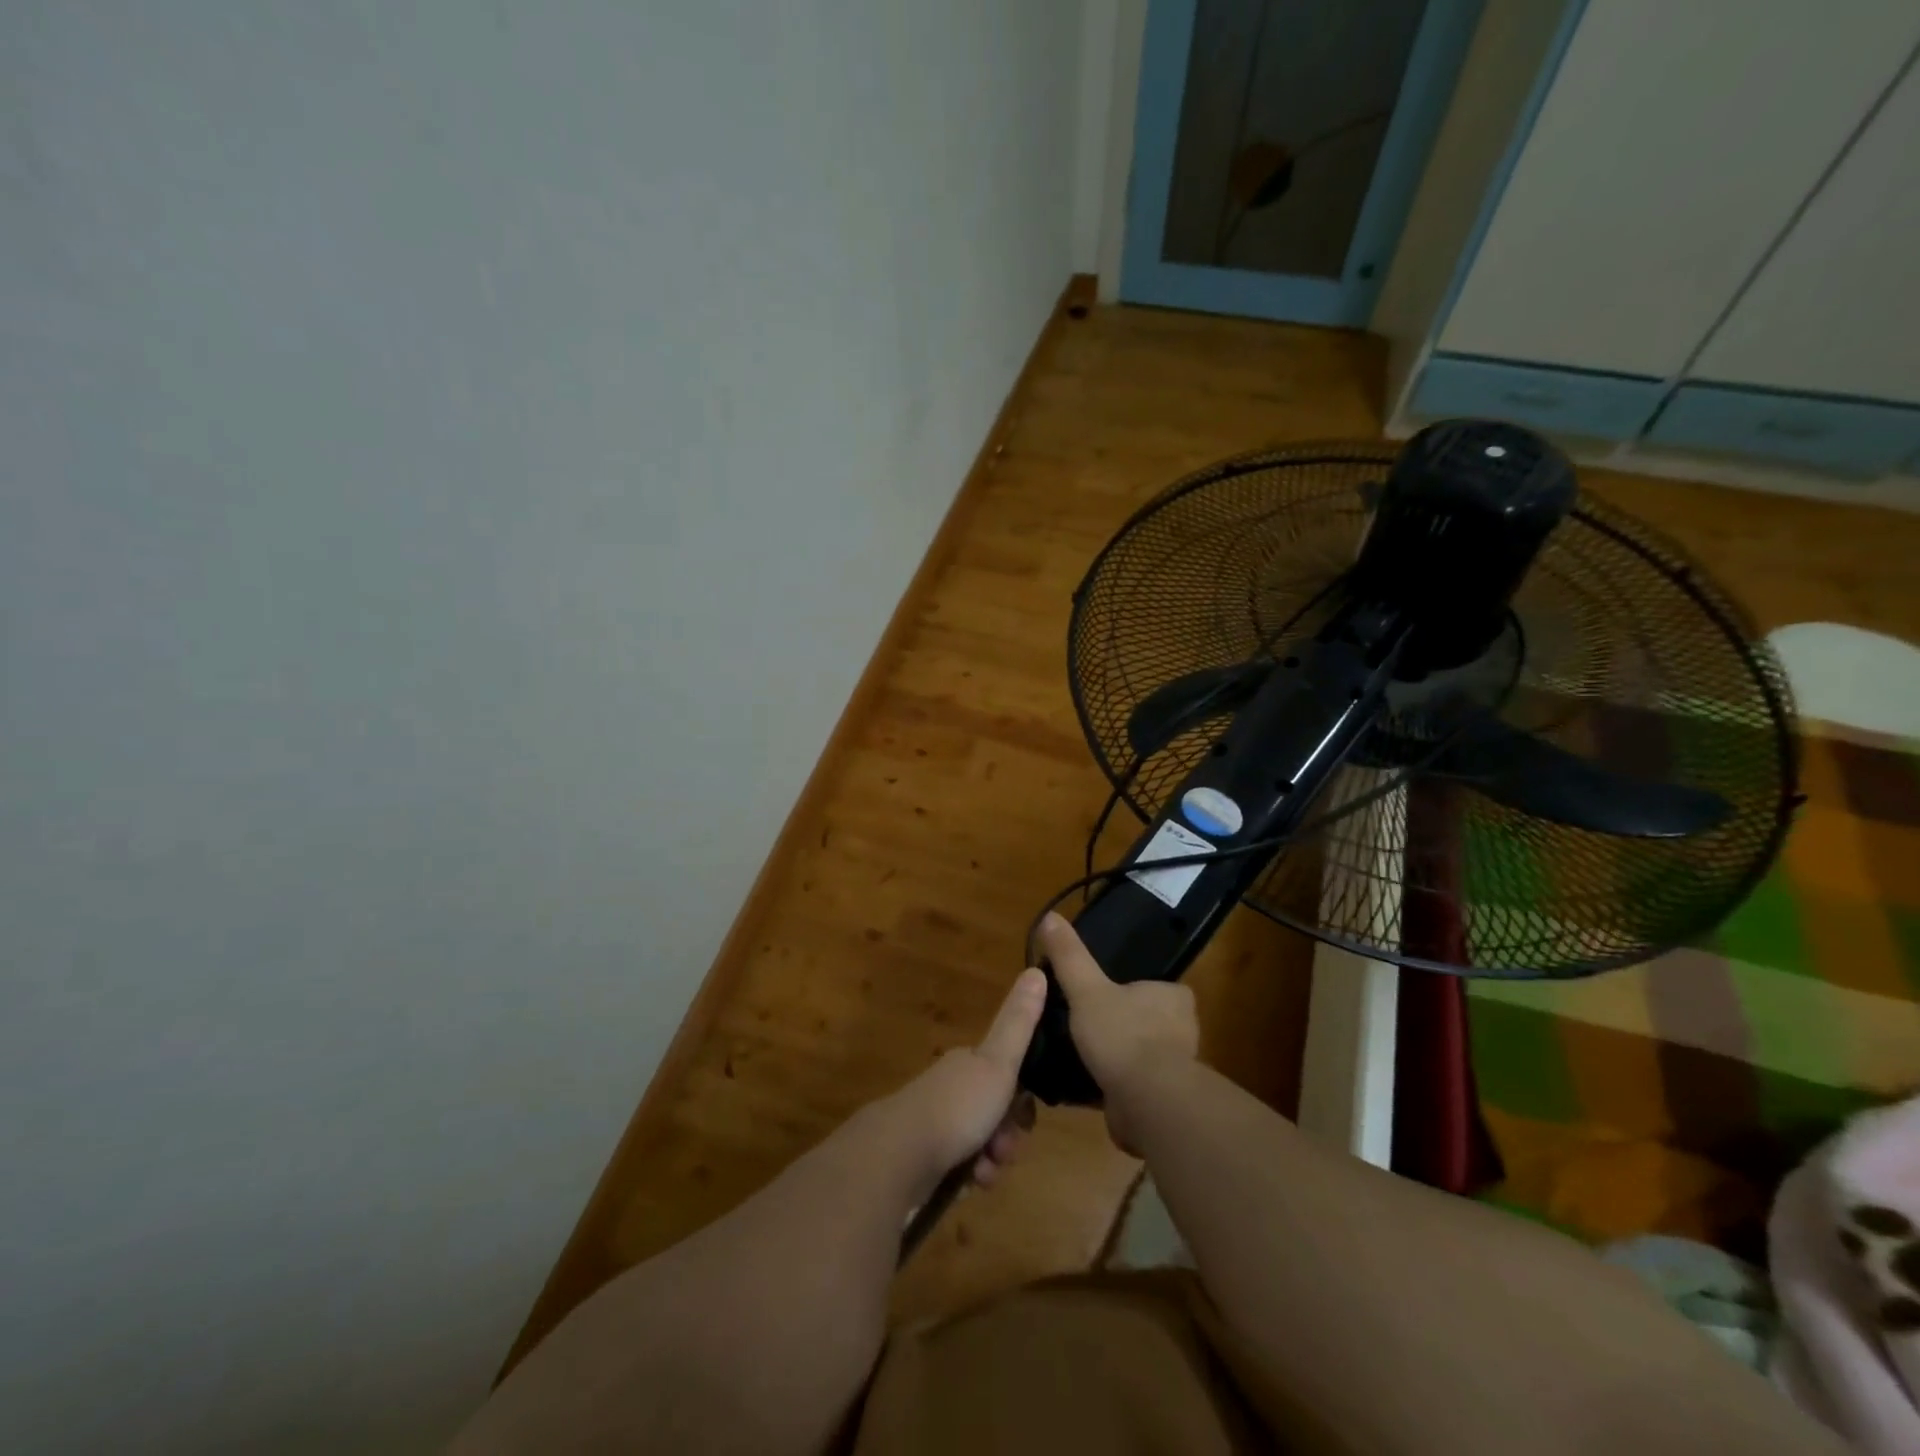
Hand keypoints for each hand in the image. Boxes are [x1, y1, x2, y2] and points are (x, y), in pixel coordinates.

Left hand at [877, 967, 1044, 1197]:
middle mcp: (950, 1089)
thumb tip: (1037, 970)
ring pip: (979, 1144)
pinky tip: (967, 1186)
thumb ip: (1019, 1022)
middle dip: (1007, 1137)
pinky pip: (959, 1169)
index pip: (1008, 1077)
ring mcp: (933, 1124)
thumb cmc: (956, 1107)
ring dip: (991, 1162)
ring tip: (984, 1173)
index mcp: (967, 1063)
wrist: (898, 1157)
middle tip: (1003, 1150)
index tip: (1023, 1118)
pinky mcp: (922, 1159)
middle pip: (995, 1114)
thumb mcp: (997, 1063)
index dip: (1022, 1100)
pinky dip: (969, 1179)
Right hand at [1039, 912, 1198, 1153]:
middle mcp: (1183, 1030)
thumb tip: (1050, 916)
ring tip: (1081, 1054)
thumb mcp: (1087, 989)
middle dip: (1119, 1024)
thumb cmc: (1123, 1035)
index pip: (1153, 985)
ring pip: (1140, 1053)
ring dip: (1116, 1057)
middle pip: (1144, 1019)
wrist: (1147, 1103)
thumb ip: (1069, 956)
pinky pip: (1134, 1084)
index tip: (1099, 993)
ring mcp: (1176, 1067)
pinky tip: (1086, 1084)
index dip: (1127, 988)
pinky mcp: (1164, 1099)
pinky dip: (1114, 1084)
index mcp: (1174, 997)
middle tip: (1084, 1024)